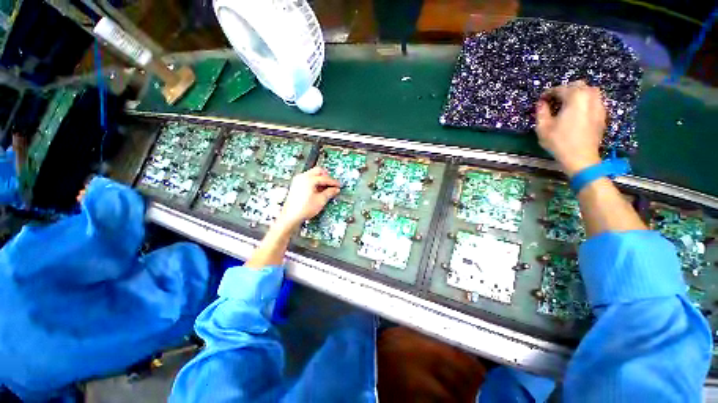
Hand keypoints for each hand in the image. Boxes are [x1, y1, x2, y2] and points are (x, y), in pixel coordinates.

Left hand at [275, 167, 339, 230]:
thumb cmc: (305, 209)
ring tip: (326, 188)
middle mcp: (303, 177)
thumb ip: (330, 193)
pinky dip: (314, 182)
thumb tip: (336, 189)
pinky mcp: (296, 184)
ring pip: (313, 174)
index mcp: (309, 179)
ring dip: (320, 179)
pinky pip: (308, 178)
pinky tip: (318, 190)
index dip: (333, 182)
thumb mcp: (321, 200)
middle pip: (318, 171)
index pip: (325, 178)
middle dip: (327, 177)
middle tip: (332, 184)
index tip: (339, 186)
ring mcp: (298, 180)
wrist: (291, 216)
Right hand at [535, 81, 605, 175]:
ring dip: (578, 94)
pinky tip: (578, 112)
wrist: (581, 157)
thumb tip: (541, 103)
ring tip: (567, 104)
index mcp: (575, 98)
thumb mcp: (543, 128)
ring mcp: (599, 105)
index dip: (549, 93)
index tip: (541, 99)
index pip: (560, 89)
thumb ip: (541, 112)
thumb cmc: (559, 142)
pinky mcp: (602, 115)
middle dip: (565, 90)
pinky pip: (595, 101)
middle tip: (555, 100)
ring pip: (589, 91)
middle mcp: (590, 97)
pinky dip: (585, 102)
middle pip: (578, 85)